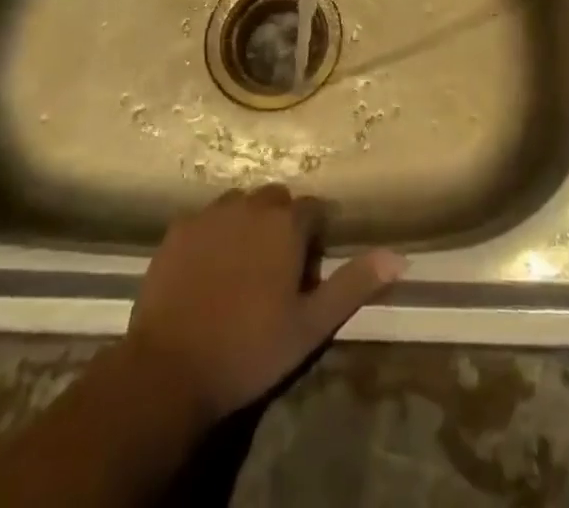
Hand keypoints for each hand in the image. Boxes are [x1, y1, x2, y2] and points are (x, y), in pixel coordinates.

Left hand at [123, 184, 404, 423]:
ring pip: (240, 204)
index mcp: (286, 223)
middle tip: (277, 268)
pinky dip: (214, 234)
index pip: (315, 210)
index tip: (309, 268)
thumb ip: (354, 284)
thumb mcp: (311, 325)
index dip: (316, 235)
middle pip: (277, 200)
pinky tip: (208, 269)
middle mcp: (251, 205)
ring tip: (242, 266)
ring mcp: (211, 214)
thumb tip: (399, 256)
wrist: (169, 369)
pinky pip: (206, 219)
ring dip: (248, 223)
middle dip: (282, 223)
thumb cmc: (249, 349)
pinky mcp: (178, 229)